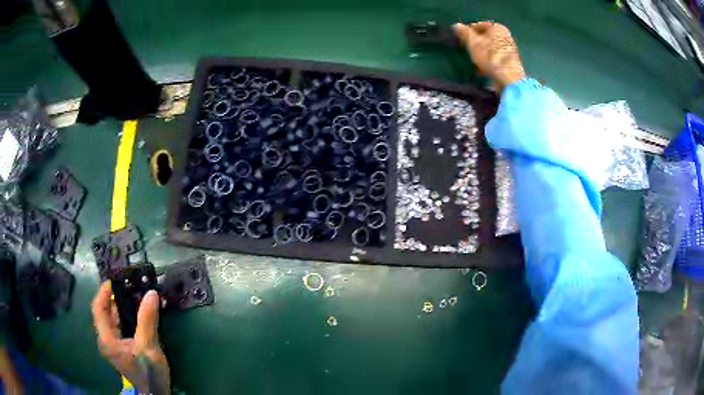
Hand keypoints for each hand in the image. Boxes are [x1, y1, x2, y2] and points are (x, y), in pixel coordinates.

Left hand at [91, 282, 169, 394]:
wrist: (155, 393)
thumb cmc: (149, 372)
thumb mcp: (149, 346)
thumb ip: (147, 320)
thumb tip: (151, 294)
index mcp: (107, 339)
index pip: (98, 309)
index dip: (104, 292)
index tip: (114, 280)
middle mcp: (106, 340)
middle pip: (104, 313)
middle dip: (114, 298)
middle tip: (128, 286)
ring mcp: (112, 345)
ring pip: (112, 319)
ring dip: (121, 307)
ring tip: (134, 295)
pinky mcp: (120, 348)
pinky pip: (119, 326)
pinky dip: (126, 317)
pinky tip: (137, 312)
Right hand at [453, 21, 525, 90]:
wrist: (509, 79)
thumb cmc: (490, 57)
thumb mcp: (473, 42)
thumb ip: (464, 33)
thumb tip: (456, 25)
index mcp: (498, 28)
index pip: (478, 25)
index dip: (468, 31)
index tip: (461, 39)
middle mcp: (506, 36)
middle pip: (485, 38)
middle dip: (475, 44)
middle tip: (466, 50)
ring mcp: (509, 50)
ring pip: (489, 49)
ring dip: (480, 54)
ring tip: (473, 61)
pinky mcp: (510, 63)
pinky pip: (495, 59)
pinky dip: (488, 62)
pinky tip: (482, 70)